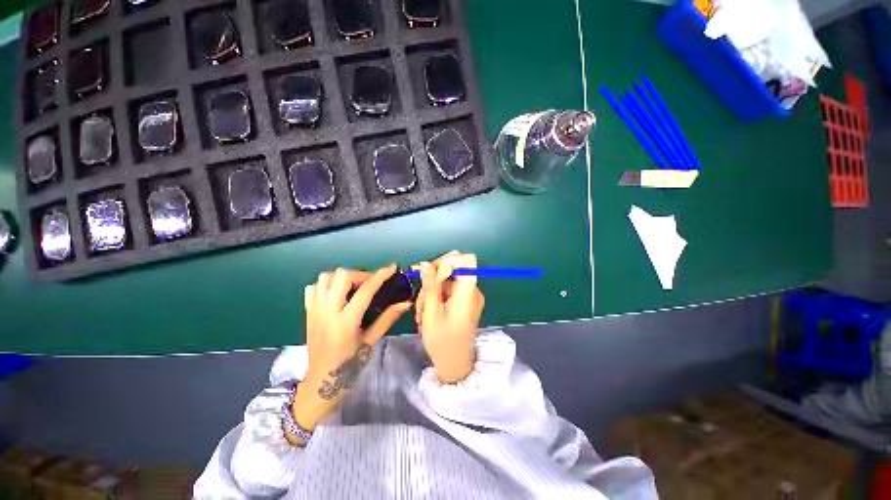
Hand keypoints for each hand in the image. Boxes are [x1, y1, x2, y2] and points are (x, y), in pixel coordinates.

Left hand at [291, 265, 410, 433]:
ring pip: (325, 278)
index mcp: (345, 322)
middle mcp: (327, 312)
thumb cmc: (349, 365)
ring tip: (354, 287)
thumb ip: (387, 319)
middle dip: (360, 274)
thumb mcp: (371, 341)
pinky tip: (337, 293)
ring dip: (342, 277)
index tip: (392, 267)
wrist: (320, 383)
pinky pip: (313, 288)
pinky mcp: (307, 313)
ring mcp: (314, 311)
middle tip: (371, 282)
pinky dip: (326, 285)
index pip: (365, 290)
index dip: (380, 276)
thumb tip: (405, 302)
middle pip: (341, 276)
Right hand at [415, 251, 484, 382]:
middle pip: (453, 268)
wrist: (455, 364)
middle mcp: (472, 291)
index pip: (467, 260)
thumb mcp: (431, 314)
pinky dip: (437, 297)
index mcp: (468, 293)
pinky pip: (449, 289)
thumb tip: (426, 264)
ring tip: (422, 313)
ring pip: (447, 280)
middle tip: (421, 301)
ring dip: (431, 293)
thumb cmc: (442, 342)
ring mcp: (469, 296)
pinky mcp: (465, 301)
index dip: (449, 260)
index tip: (433, 274)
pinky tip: (428, 313)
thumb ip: (430, 287)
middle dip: (433, 280)